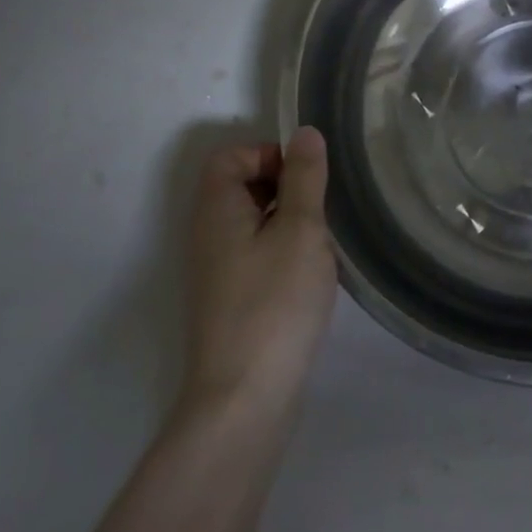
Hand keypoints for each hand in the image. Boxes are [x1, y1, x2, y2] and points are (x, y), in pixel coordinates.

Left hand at [178, 127, 338, 413]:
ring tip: (322, 245)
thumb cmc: (274, 303)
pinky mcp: (232, 300)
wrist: (245, 398)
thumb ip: (304, 178)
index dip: (269, 155)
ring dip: (290, 222)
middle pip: (242, 186)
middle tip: (321, 212)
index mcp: (217, 210)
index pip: (230, 156)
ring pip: (255, 222)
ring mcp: (218, 271)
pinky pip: (258, 254)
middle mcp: (209, 235)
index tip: (306, 180)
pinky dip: (285, 252)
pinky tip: (312, 277)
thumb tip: (304, 133)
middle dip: (286, 188)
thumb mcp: (300, 231)